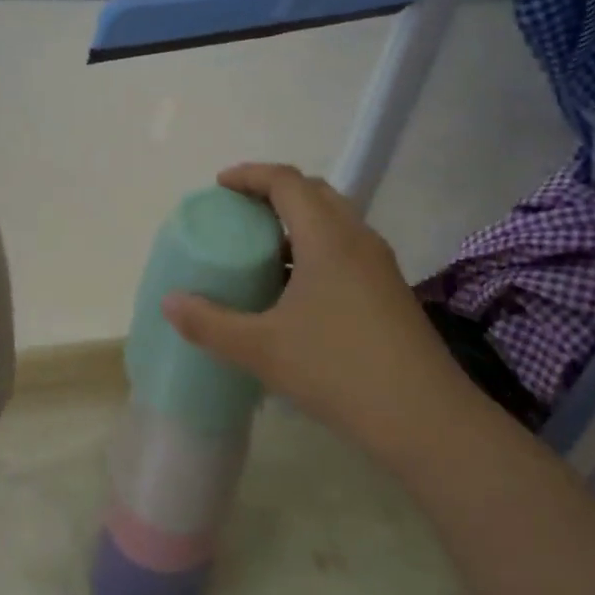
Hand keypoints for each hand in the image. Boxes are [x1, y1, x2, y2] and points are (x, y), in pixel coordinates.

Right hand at [160, 164, 459, 463]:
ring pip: (334, 221)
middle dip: (273, 192)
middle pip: (314, 192)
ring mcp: (380, 264)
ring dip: (297, 221)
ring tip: (263, 248)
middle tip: (239, 212)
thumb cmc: (338, 370)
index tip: (219, 186)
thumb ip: (210, 323)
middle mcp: (357, 239)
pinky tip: (296, 289)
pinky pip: (346, 248)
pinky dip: (316, 247)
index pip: (287, 181)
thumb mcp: (262, 348)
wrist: (425, 419)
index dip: (250, 175)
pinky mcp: (390, 290)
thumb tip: (169, 303)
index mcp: (327, 237)